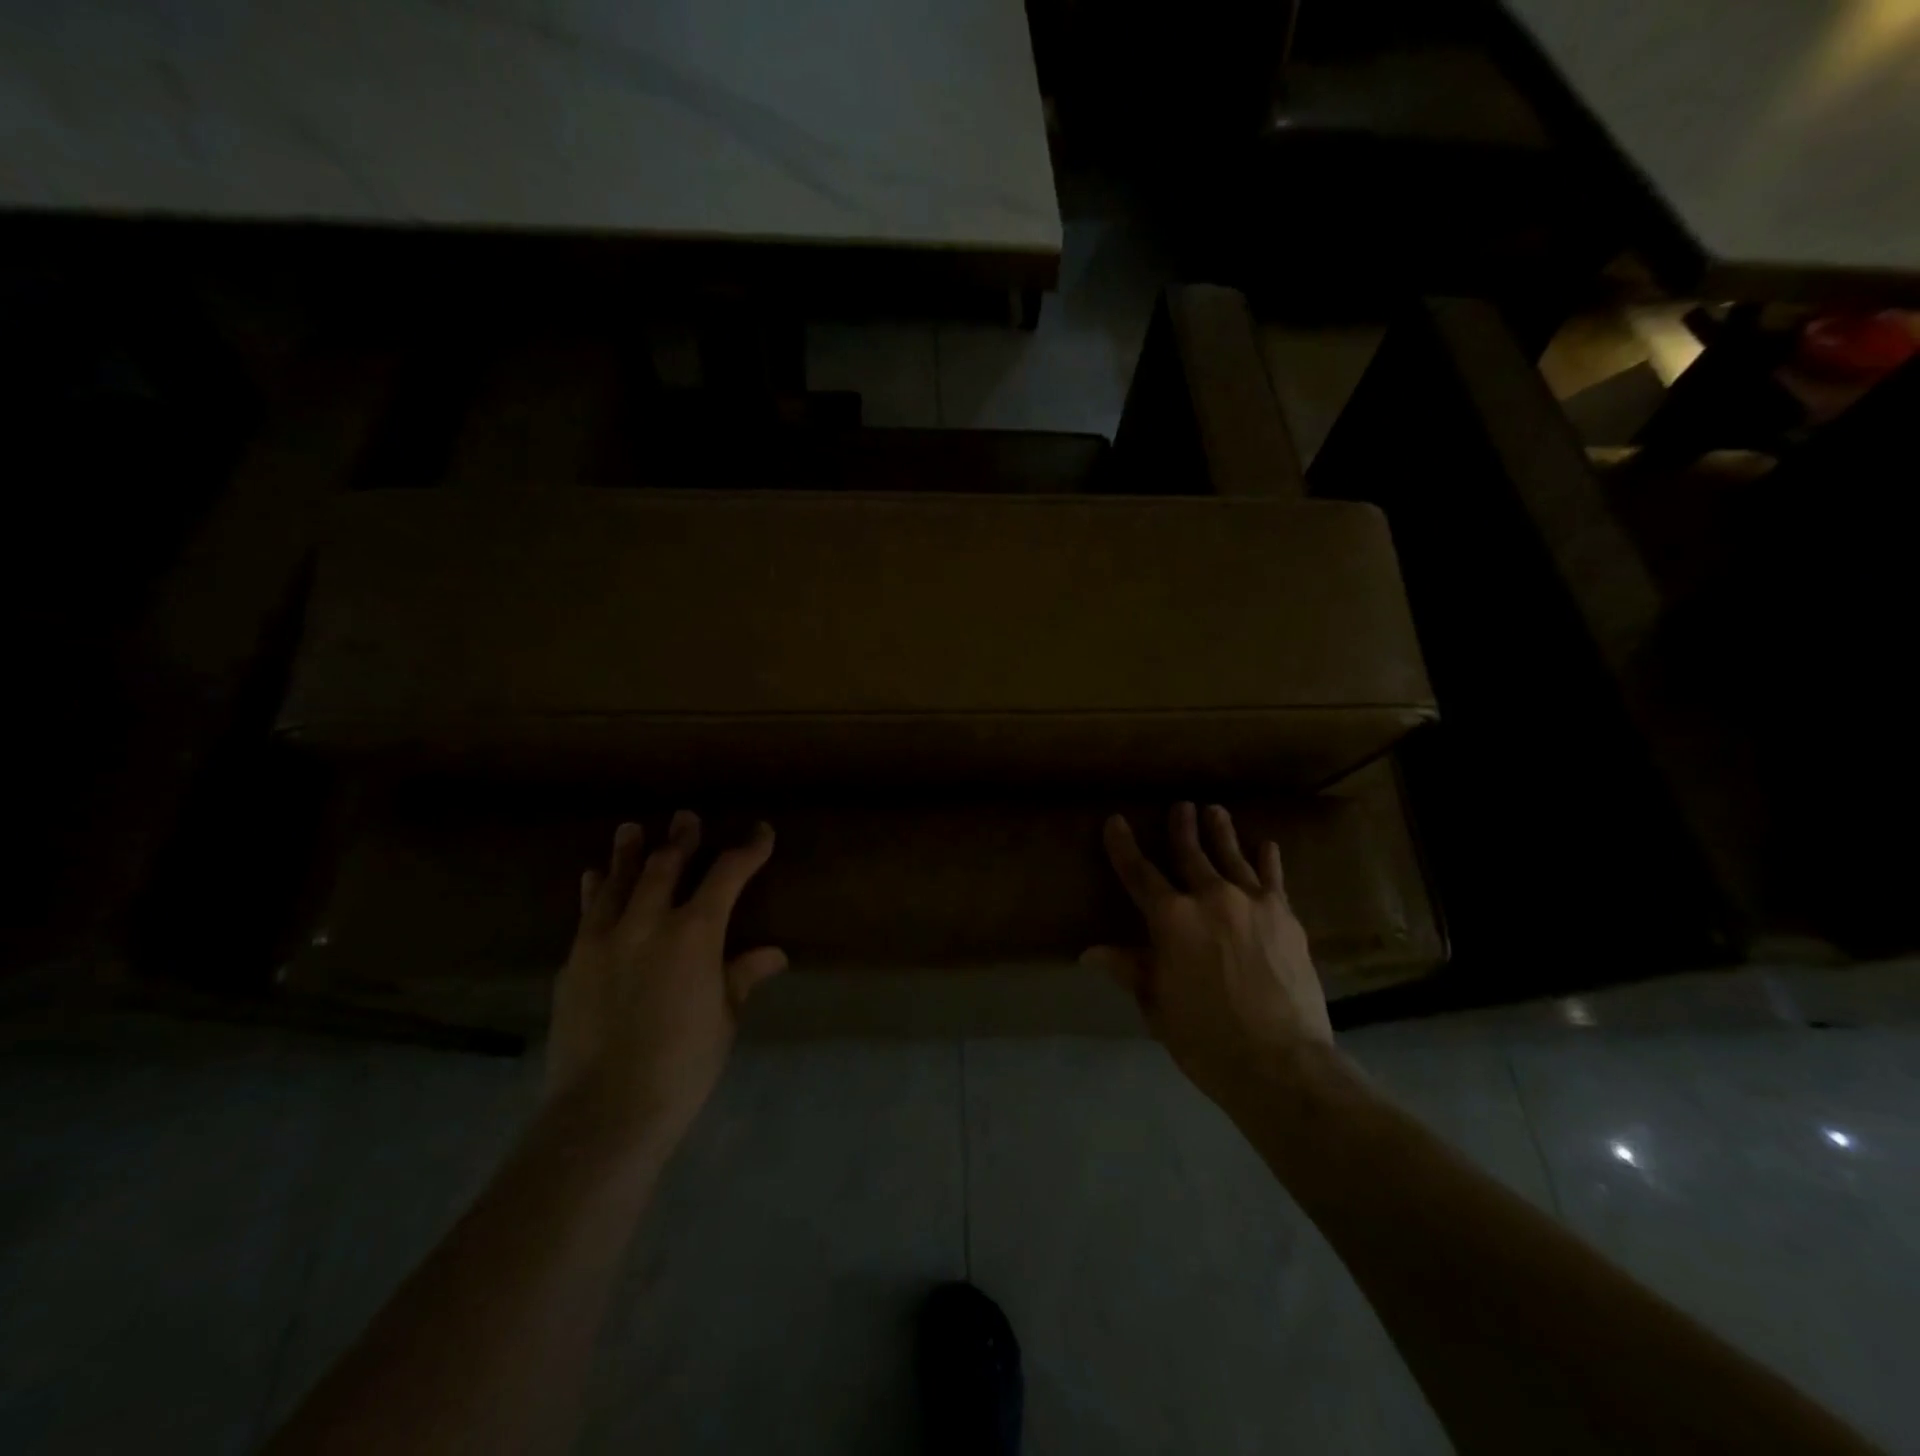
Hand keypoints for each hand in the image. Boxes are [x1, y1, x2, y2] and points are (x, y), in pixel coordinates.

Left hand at [546, 811, 785, 1155]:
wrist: (604, 1110)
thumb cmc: (682, 1065)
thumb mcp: (723, 1018)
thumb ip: (742, 976)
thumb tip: (773, 955)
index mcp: (694, 933)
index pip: (727, 875)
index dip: (748, 850)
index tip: (761, 832)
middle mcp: (647, 922)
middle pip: (667, 866)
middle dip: (681, 839)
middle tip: (686, 818)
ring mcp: (603, 939)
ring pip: (618, 882)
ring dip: (628, 853)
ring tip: (631, 829)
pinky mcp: (573, 962)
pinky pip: (587, 914)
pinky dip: (594, 891)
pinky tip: (592, 879)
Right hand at [1085, 802, 1333, 1103]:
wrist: (1281, 1062)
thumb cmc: (1205, 1038)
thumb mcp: (1157, 1004)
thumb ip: (1129, 969)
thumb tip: (1090, 953)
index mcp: (1171, 919)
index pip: (1139, 873)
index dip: (1123, 846)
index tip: (1115, 821)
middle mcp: (1209, 897)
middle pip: (1190, 854)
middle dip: (1181, 828)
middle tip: (1180, 806)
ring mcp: (1251, 903)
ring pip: (1231, 856)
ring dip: (1221, 832)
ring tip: (1215, 811)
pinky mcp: (1285, 916)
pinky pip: (1273, 879)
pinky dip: (1268, 860)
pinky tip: (1266, 845)